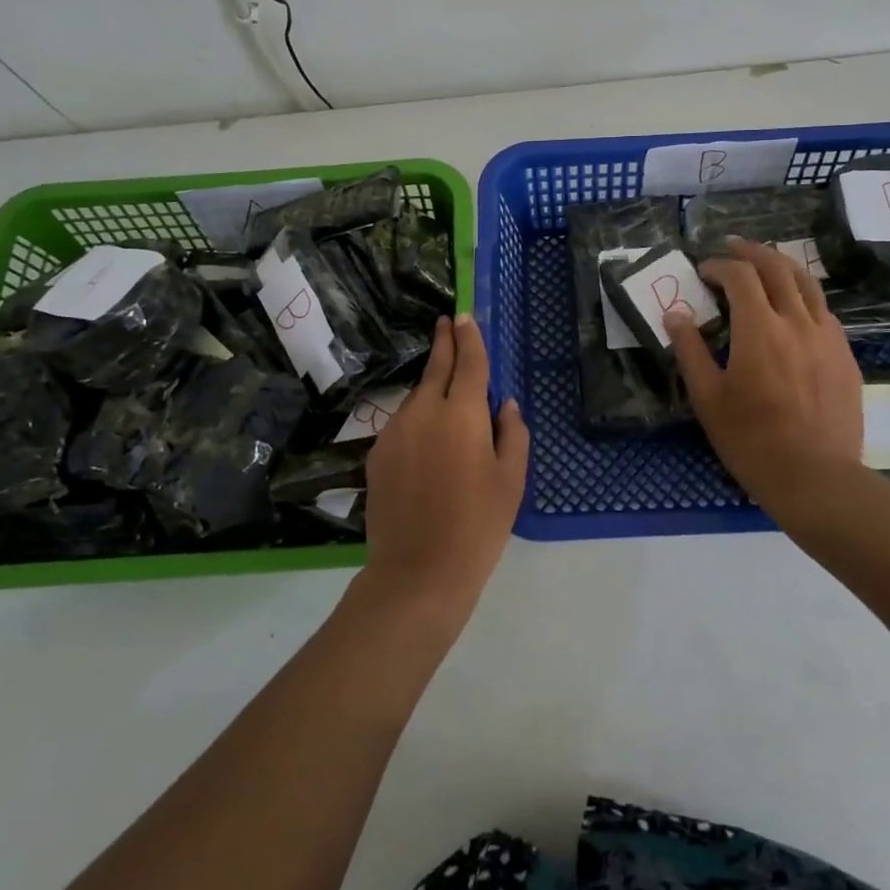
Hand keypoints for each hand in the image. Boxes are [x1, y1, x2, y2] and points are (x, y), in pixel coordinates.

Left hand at [361, 315, 529, 624]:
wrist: (418, 572)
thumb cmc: (478, 526)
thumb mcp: (511, 480)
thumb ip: (513, 433)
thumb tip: (504, 404)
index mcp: (462, 413)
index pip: (468, 362)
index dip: (469, 337)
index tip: (464, 317)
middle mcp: (424, 412)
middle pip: (435, 367)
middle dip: (444, 342)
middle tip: (447, 323)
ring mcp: (395, 431)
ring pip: (417, 397)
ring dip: (431, 387)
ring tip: (445, 397)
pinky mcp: (377, 454)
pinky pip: (402, 424)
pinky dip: (416, 419)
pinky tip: (426, 441)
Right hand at [666, 239, 872, 531]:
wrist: (816, 477)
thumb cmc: (751, 440)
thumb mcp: (707, 398)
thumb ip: (690, 350)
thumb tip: (675, 314)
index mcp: (759, 329)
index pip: (740, 276)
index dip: (720, 266)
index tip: (704, 271)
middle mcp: (797, 322)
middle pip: (778, 267)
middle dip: (752, 251)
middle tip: (732, 247)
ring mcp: (828, 337)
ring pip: (808, 284)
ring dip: (782, 266)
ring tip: (765, 264)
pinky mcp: (845, 356)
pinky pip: (824, 312)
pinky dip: (804, 297)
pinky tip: (794, 309)